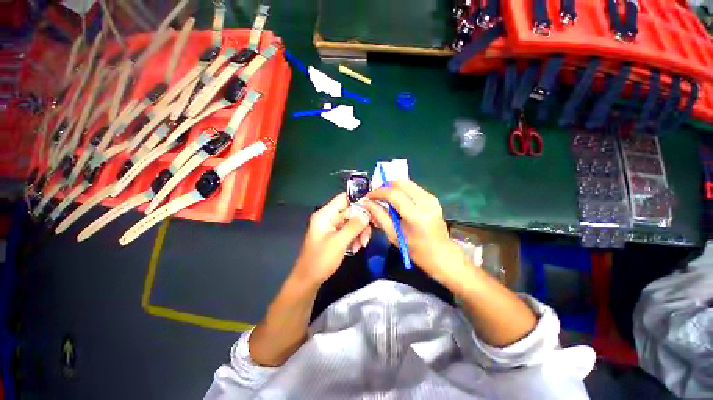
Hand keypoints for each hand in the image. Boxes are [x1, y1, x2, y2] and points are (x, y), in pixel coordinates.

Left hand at [291, 193, 370, 284]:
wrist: (309, 280)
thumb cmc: (321, 260)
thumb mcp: (339, 242)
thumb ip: (354, 226)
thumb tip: (368, 212)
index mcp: (325, 214)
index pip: (344, 198)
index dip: (359, 201)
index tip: (373, 209)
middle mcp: (329, 217)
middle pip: (351, 211)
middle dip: (361, 222)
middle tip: (367, 235)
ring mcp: (333, 226)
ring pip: (353, 221)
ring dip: (360, 232)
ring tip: (361, 245)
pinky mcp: (336, 234)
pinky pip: (350, 230)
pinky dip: (355, 237)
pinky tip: (357, 248)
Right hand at [361, 180, 473, 287]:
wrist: (441, 254)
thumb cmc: (415, 250)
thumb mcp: (393, 235)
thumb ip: (379, 215)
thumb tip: (366, 203)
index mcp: (417, 215)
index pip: (393, 194)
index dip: (378, 192)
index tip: (368, 197)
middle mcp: (426, 202)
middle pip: (400, 183)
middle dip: (385, 187)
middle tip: (376, 197)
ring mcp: (431, 198)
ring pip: (406, 183)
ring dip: (392, 188)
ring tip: (385, 198)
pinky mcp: (433, 198)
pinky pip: (412, 187)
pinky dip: (401, 190)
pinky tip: (397, 201)